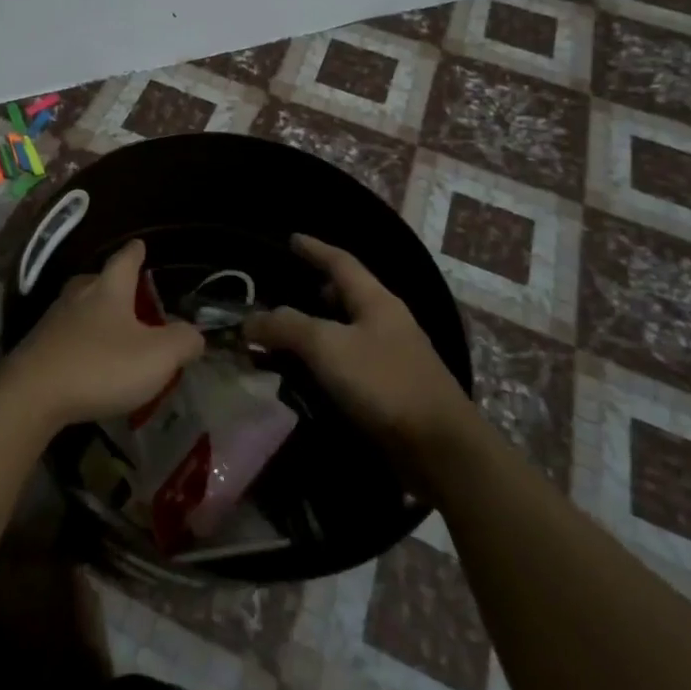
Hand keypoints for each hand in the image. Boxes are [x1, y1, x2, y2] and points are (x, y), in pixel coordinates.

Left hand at [6, 239, 204, 429]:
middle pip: (97, 280)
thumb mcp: (157, 356)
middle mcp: (79, 295)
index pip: (125, 259)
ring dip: (95, 313)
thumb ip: (183, 341)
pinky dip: (80, 340)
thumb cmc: (101, 365)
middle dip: (113, 283)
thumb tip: (195, 334)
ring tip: (111, 328)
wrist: (33, 394)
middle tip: (128, 292)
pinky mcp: (38, 347)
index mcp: (109, 289)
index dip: (136, 252)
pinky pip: (66, 334)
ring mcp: (54, 320)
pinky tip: (88, 357)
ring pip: (79, 307)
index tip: (139, 244)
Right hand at [244, 234, 474, 462]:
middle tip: (285, 293)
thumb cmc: (384, 383)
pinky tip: (308, 377)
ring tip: (287, 338)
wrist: (441, 450)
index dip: (315, 249)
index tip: (292, 239)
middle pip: (347, 295)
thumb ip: (286, 327)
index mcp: (376, 301)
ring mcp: (392, 357)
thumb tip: (249, 321)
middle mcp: (386, 322)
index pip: (341, 262)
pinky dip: (326, 362)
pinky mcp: (391, 391)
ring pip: (347, 331)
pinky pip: (350, 363)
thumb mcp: (327, 347)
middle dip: (316, 291)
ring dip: (317, 331)